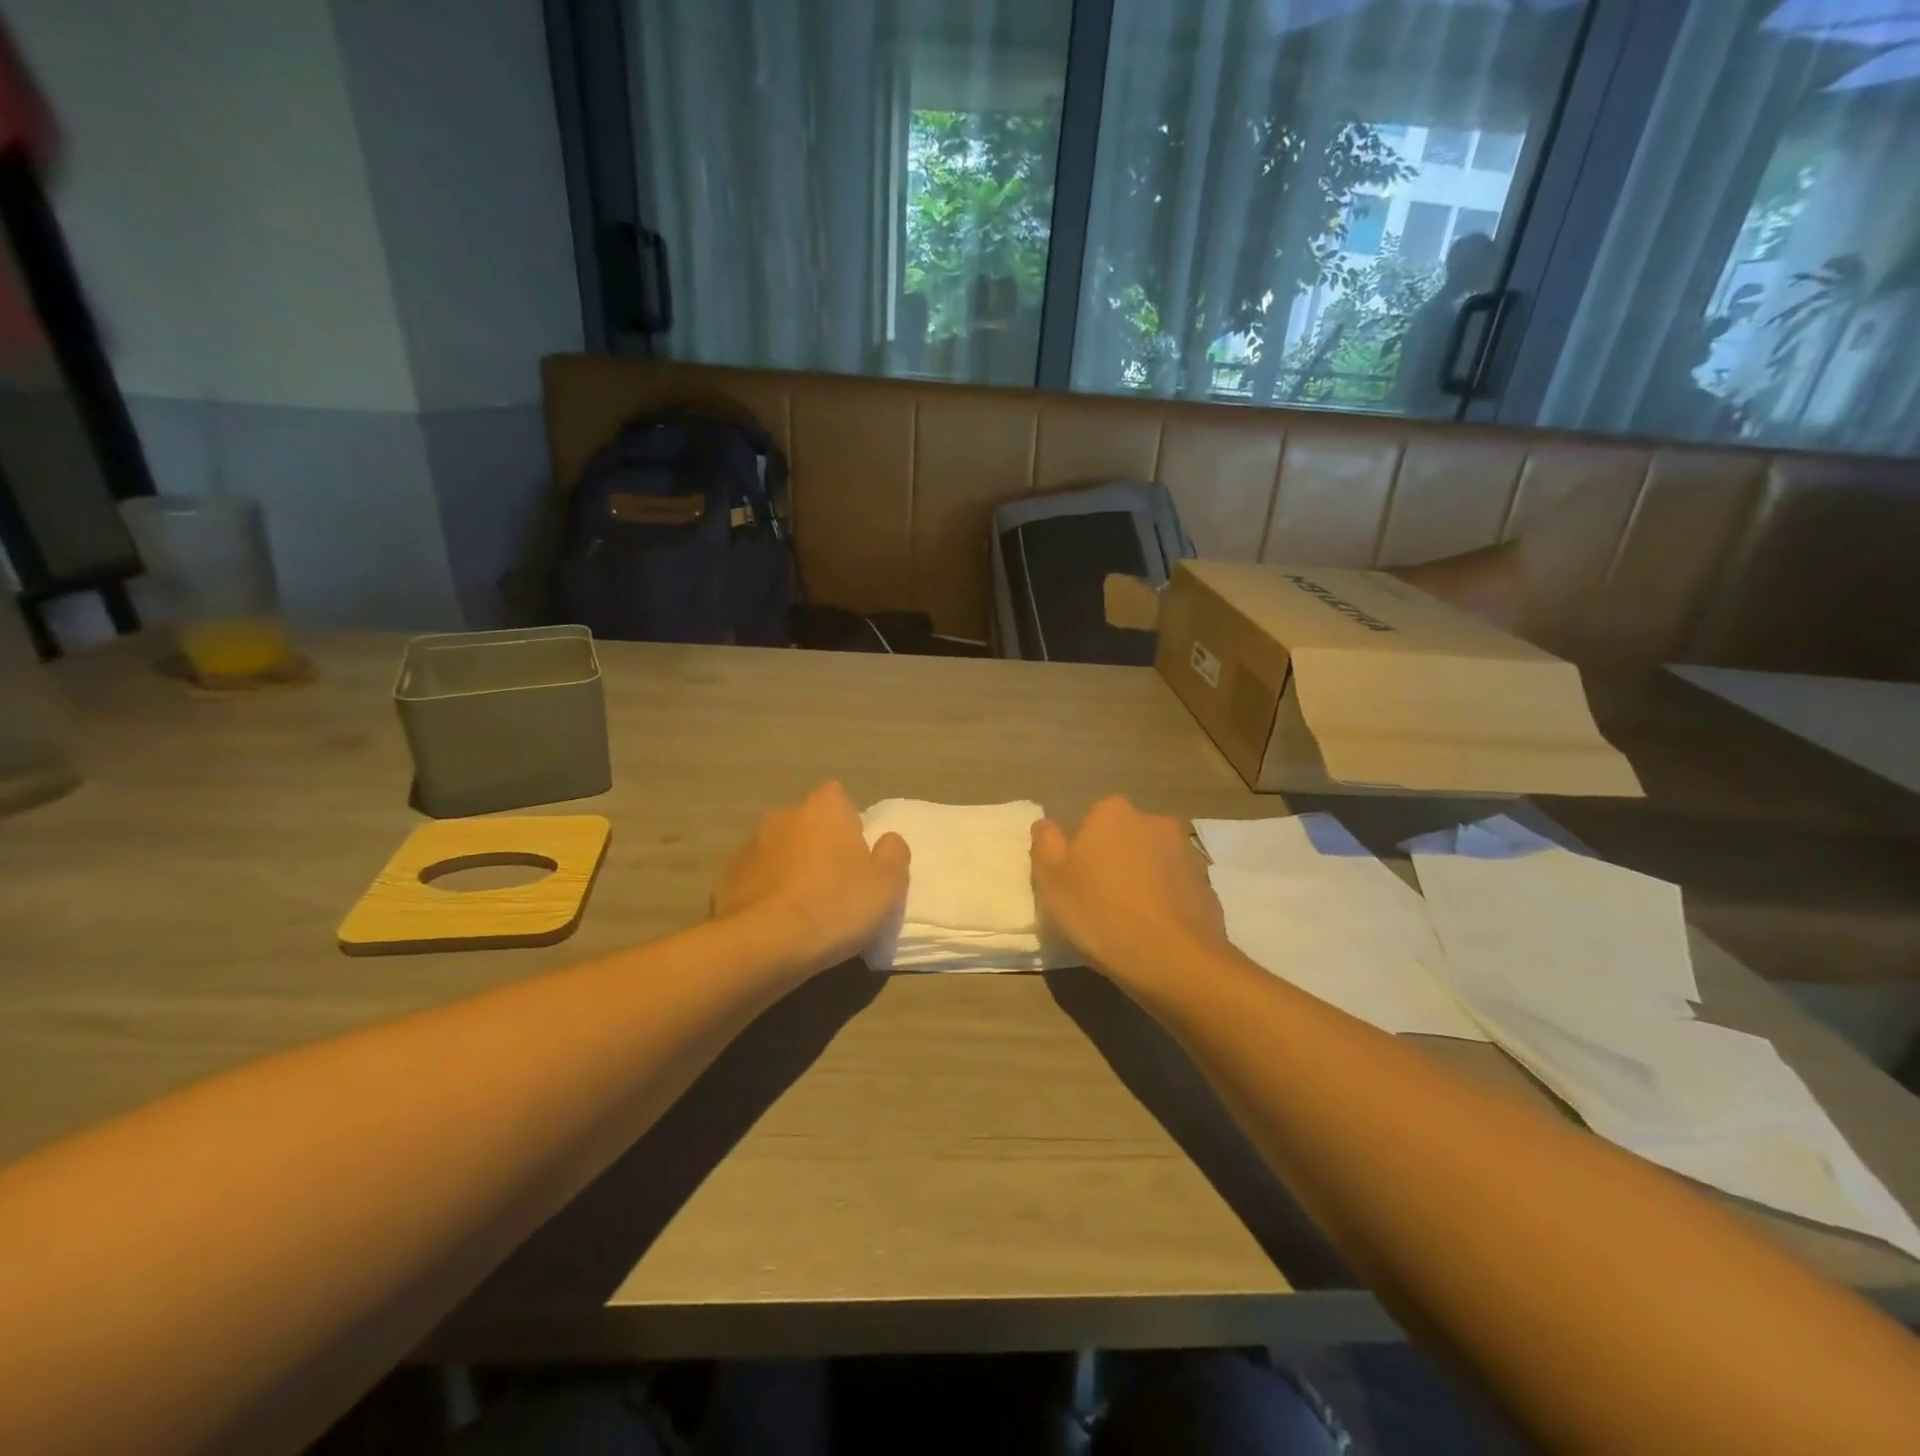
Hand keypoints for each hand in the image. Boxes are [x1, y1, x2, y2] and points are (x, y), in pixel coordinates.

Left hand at [713, 781, 909, 972]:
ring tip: (803, 909)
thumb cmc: (835, 905)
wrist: (764, 945)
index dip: (850, 824)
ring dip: (790, 869)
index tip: (857, 856)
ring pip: (779, 851)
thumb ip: (894, 854)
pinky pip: (755, 880)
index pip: (839, 798)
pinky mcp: (726, 879)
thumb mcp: (888, 885)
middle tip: (834, 885)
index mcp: (824, 809)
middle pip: (808, 824)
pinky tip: (776, 923)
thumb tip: (888, 841)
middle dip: (818, 845)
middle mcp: (783, 816)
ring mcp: (750, 846)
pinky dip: (765, 893)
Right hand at [1031, 796, 1228, 988]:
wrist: (1173, 959)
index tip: (1076, 886)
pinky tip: (1157, 932)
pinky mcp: (1208, 884)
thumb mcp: (1050, 881)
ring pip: (1153, 862)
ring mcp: (1187, 852)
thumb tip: (1046, 824)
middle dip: (1114, 862)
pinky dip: (1167, 902)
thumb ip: (1045, 844)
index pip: (1090, 823)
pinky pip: (1177, 888)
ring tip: (1130, 923)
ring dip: (1142, 881)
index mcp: (1112, 813)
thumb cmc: (1100, 914)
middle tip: (1100, 904)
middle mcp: (1154, 821)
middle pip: (1124, 839)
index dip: (1080, 854)